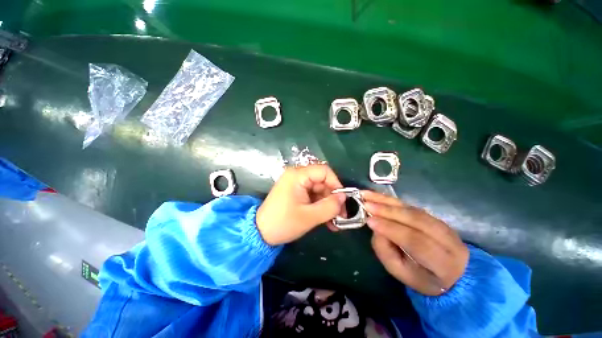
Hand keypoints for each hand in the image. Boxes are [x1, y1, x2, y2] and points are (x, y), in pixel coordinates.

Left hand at [256, 165, 345, 245]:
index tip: (343, 200)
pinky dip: (320, 206)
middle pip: (322, 181)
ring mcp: (296, 184)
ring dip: (327, 204)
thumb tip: (344, 198)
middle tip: (341, 215)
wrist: (260, 233)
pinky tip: (326, 219)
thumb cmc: (283, 223)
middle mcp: (297, 175)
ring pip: (319, 190)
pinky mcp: (295, 192)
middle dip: (333, 198)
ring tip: (334, 221)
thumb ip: (330, 206)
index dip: (336, 184)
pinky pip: (312, 195)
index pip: (324, 171)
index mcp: (298, 175)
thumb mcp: (309, 217)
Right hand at [362, 191, 468, 295]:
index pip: (416, 241)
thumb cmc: (421, 277)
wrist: (452, 273)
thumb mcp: (401, 272)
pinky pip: (411, 205)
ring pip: (412, 209)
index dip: (392, 229)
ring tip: (367, 195)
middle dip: (388, 210)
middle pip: (416, 220)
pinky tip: (377, 196)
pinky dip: (392, 200)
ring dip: (387, 201)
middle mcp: (447, 240)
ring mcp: (443, 225)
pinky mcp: (434, 216)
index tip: (369, 221)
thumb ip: (386, 252)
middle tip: (366, 204)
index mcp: (442, 262)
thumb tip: (375, 227)